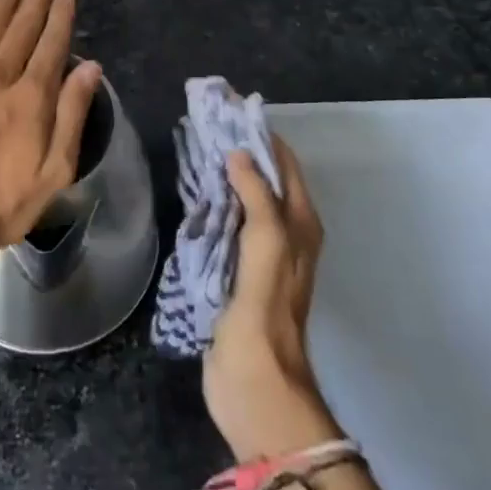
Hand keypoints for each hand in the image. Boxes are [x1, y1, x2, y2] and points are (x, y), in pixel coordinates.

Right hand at [203, 136, 342, 461]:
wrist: (255, 382)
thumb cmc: (265, 309)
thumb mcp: (267, 245)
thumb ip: (257, 196)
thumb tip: (238, 153)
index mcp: (300, 223)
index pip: (283, 162)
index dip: (259, 133)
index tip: (228, 107)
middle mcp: (284, 232)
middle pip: (263, 177)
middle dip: (238, 148)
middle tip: (203, 122)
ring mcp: (259, 252)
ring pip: (242, 198)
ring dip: (223, 174)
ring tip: (193, 146)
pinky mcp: (236, 270)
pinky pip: (226, 222)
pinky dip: (212, 201)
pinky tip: (190, 191)